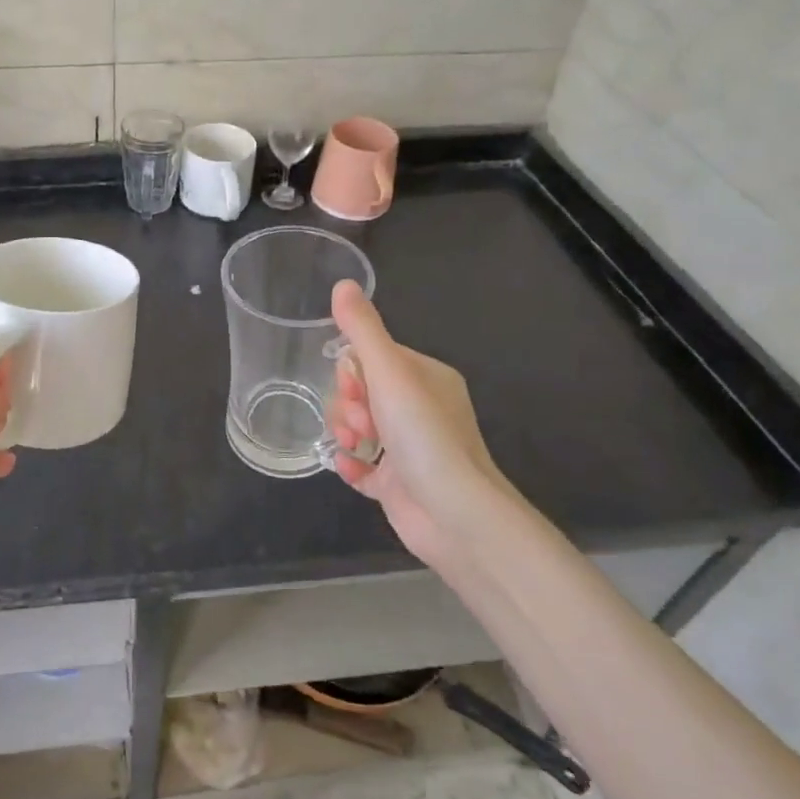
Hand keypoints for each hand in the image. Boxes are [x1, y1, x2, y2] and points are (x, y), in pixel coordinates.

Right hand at [325, 281, 508, 570]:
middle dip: (348, 403)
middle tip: (360, 421)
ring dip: (345, 431)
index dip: (353, 370)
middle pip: (362, 392)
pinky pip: (362, 465)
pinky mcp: (399, 484)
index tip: (354, 387)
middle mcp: (420, 409)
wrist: (456, 515)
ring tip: (354, 445)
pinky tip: (348, 466)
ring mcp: (409, 449)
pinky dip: (351, 463)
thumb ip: (363, 329)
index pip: (374, 358)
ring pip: (358, 426)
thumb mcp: (390, 373)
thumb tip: (343, 283)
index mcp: (426, 378)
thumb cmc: (424, 435)